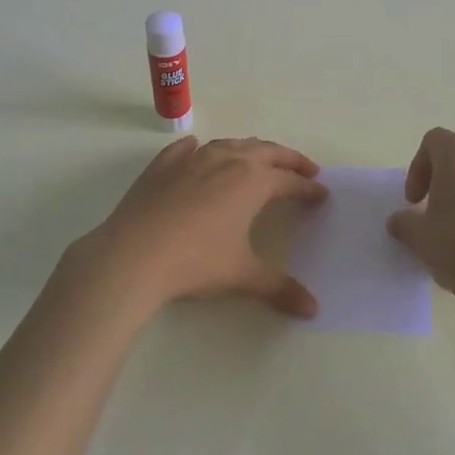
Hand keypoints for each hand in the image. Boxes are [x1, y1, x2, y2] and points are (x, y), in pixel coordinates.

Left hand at [66, 136, 326, 317]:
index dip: (308, 188)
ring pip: (230, 144)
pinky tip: (199, 151)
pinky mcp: (163, 164)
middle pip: (266, 151)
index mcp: (251, 181)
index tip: (321, 194)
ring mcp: (192, 158)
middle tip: (305, 169)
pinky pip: (188, 149)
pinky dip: (201, 149)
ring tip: (260, 159)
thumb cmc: (195, 262)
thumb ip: (279, 288)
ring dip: (251, 149)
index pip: (289, 181)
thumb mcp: (241, 275)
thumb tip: (313, 310)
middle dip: (289, 159)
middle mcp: (226, 160)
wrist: (133, 254)